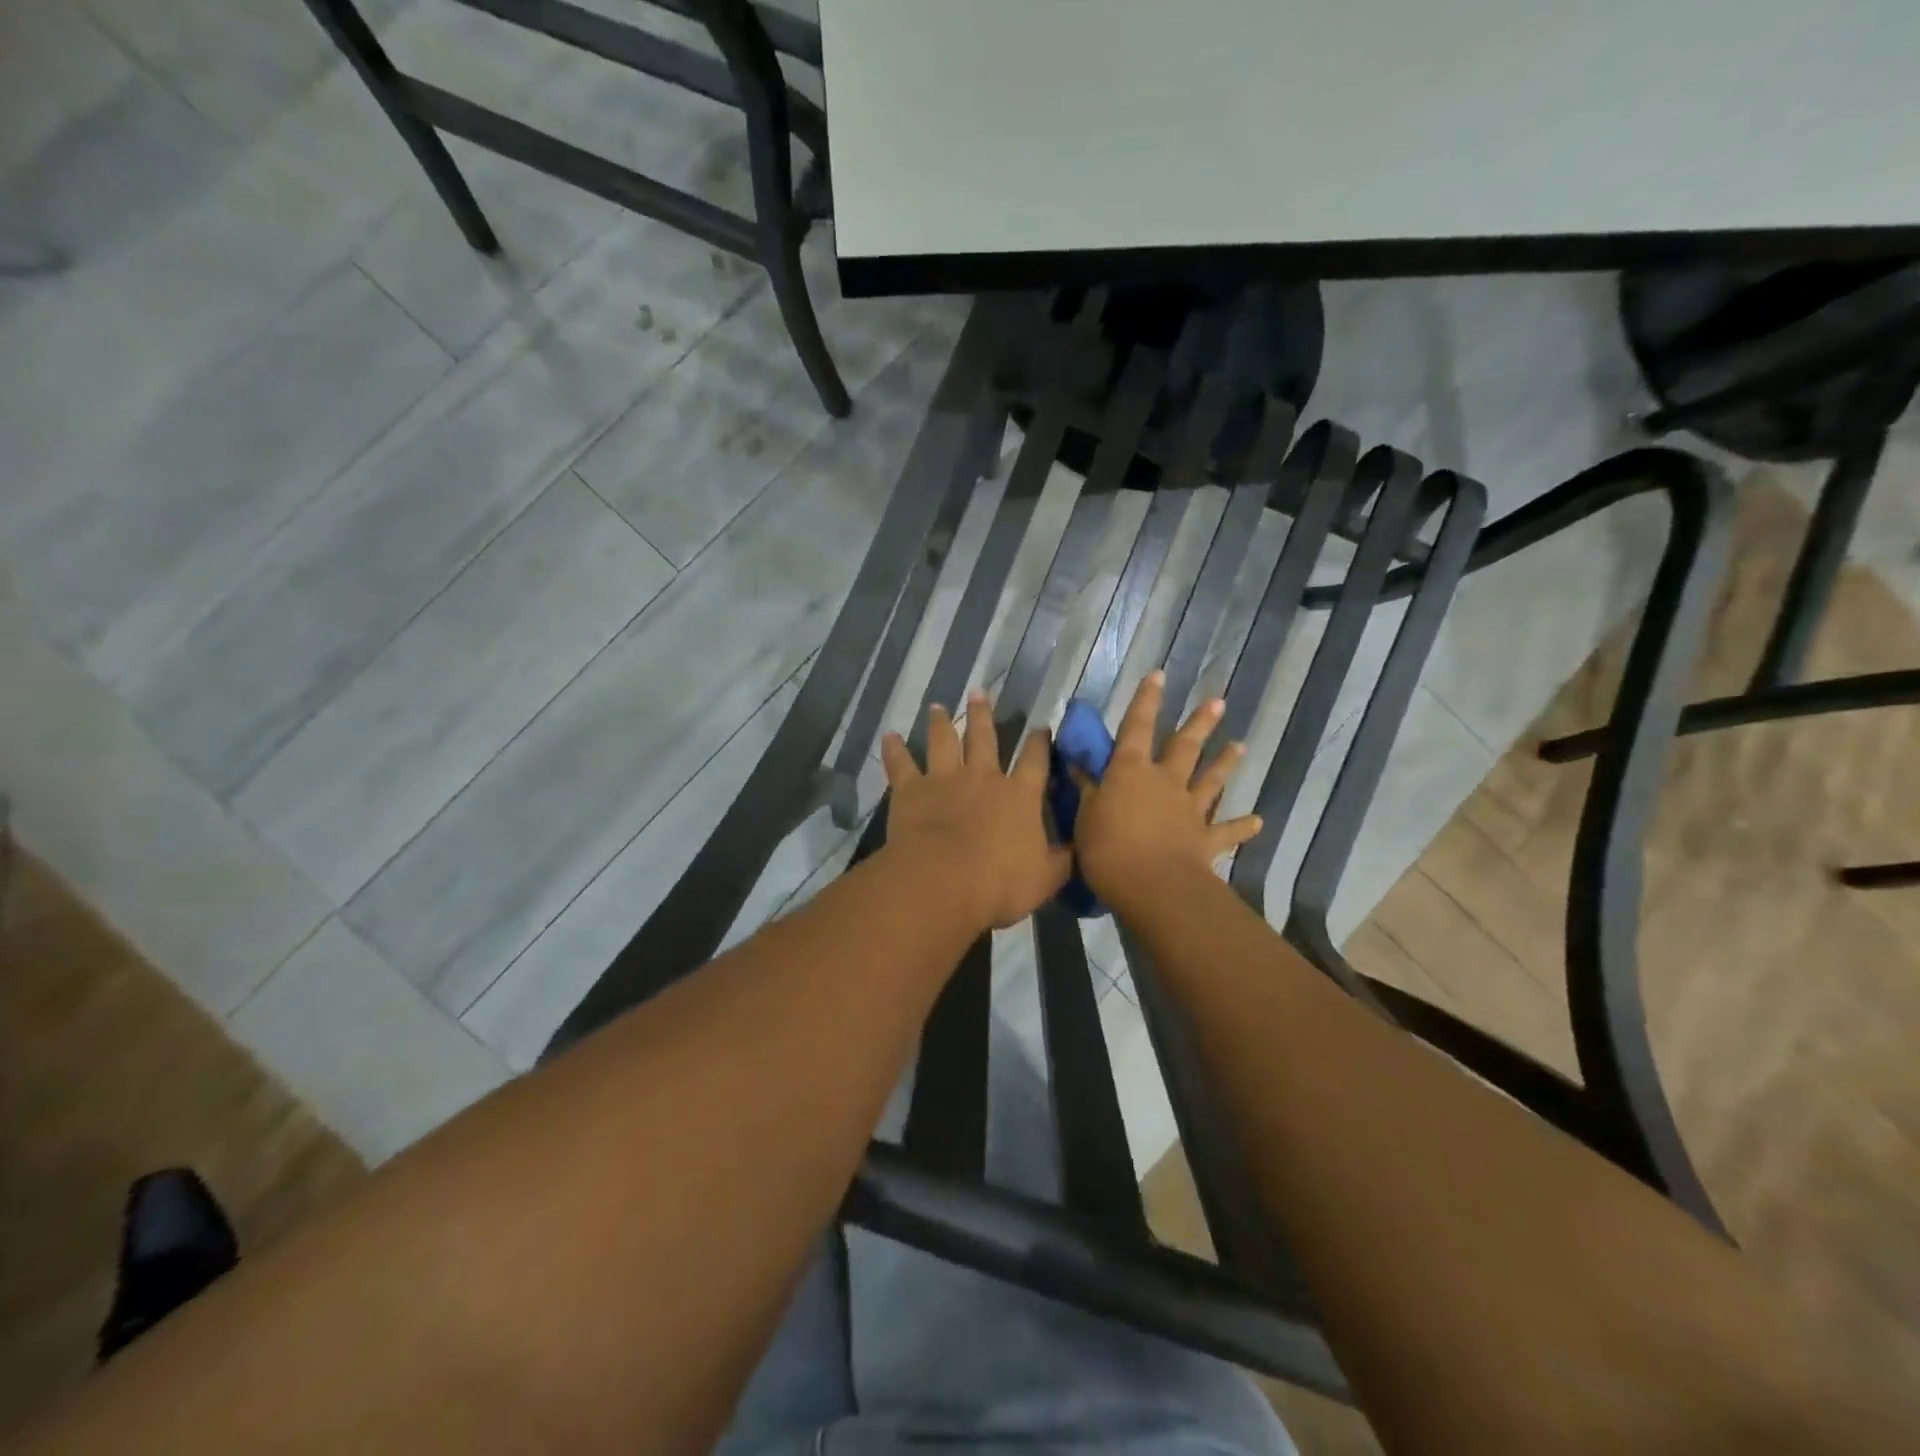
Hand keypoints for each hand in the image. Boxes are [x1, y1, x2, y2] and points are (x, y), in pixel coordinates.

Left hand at [880, 692, 1071, 930]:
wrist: (944, 881)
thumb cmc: (1000, 883)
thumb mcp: (1046, 879)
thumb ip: (1061, 861)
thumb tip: (1077, 850)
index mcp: (1019, 796)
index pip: (1035, 761)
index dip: (1040, 743)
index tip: (1041, 727)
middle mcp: (983, 778)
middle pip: (984, 738)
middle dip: (983, 715)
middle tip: (980, 692)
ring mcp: (945, 780)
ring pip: (943, 742)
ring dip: (940, 723)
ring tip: (937, 707)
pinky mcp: (911, 790)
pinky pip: (900, 764)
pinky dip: (894, 750)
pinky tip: (889, 736)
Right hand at [1072, 671, 1262, 905]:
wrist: (1153, 885)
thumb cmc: (1109, 848)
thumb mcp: (1086, 816)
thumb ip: (1087, 790)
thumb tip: (1078, 765)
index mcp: (1131, 771)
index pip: (1136, 727)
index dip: (1146, 701)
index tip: (1159, 675)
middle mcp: (1165, 782)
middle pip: (1184, 746)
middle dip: (1199, 723)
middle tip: (1218, 702)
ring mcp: (1189, 810)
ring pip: (1210, 780)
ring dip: (1225, 763)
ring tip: (1240, 746)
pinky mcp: (1205, 840)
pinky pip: (1227, 831)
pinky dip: (1243, 826)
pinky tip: (1258, 821)